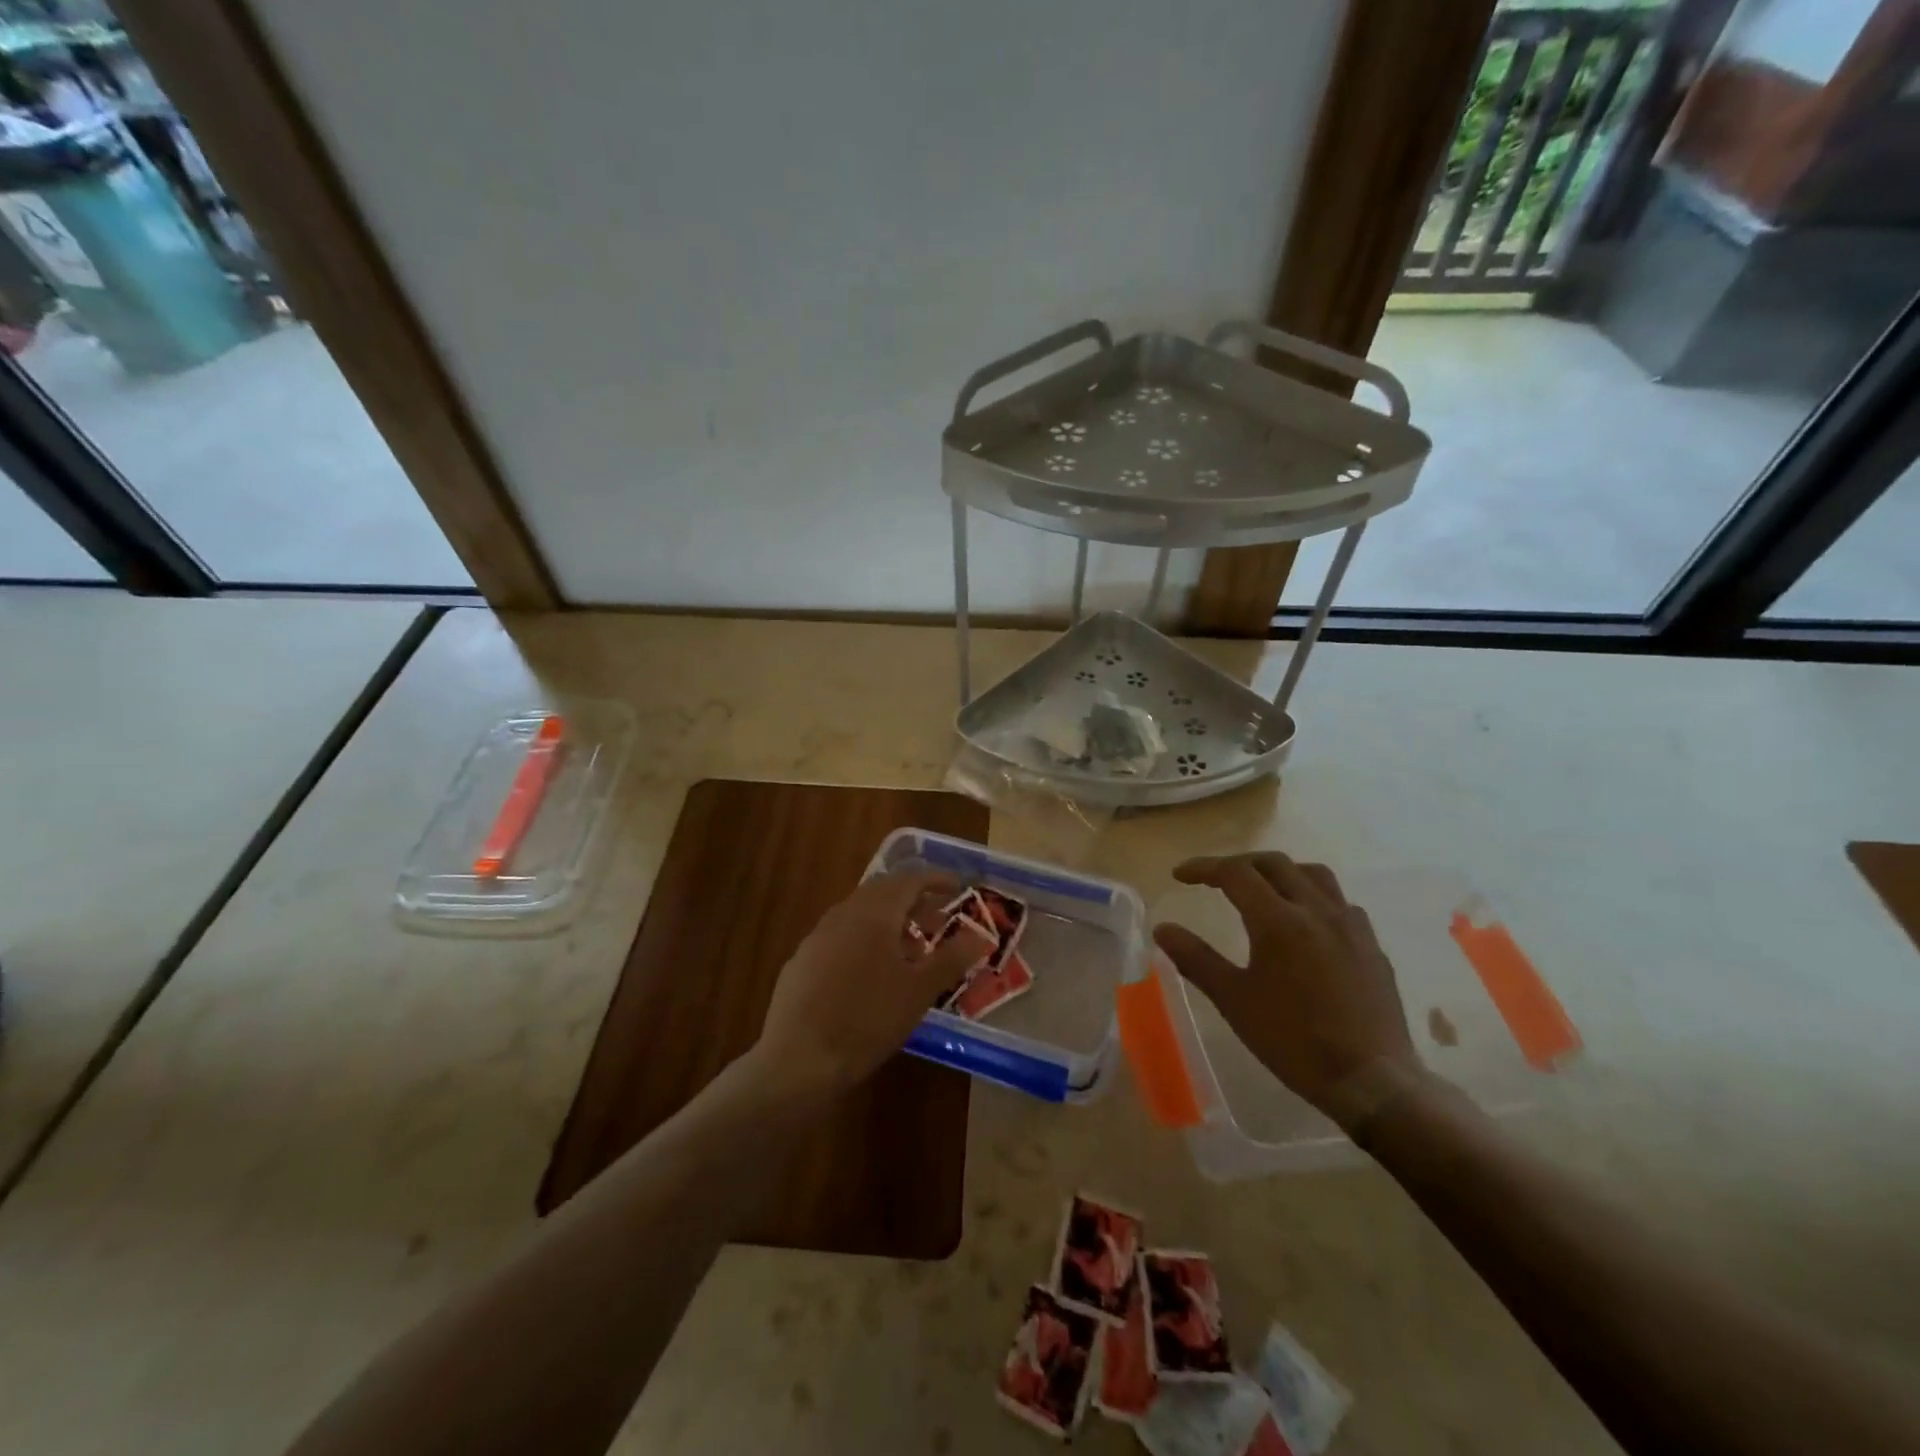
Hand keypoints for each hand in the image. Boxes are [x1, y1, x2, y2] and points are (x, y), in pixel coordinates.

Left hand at [752, 870, 993, 1097]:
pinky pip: (840, 935)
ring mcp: (817, 936)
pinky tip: (869, 974)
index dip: (937, 880)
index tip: (958, 888)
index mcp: (875, 913)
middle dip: (913, 902)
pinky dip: (863, 940)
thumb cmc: (868, 1020)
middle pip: (883, 892)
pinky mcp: (801, 960)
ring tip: (908, 952)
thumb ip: (951, 958)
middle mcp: (843, 914)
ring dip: (888, 922)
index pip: (910, 880)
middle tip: (937, 923)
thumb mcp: (920, 992)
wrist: (798, 1058)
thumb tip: (980, 935)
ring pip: (860, 914)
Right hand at [1152, 853, 1419, 1127]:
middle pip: (1274, 864)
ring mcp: (1350, 925)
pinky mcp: (1371, 945)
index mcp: (1279, 921)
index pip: (1235, 874)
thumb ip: (1196, 959)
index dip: (1204, 868)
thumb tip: (1162, 929)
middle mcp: (1316, 910)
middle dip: (1239, 864)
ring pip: (1313, 875)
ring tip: (1262, 889)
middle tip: (1215, 879)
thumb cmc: (1294, 1041)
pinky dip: (1312, 896)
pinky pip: (1339, 902)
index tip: (1180, 876)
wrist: (1372, 1081)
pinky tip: (1306, 923)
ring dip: (1280, 872)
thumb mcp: (1234, 1001)